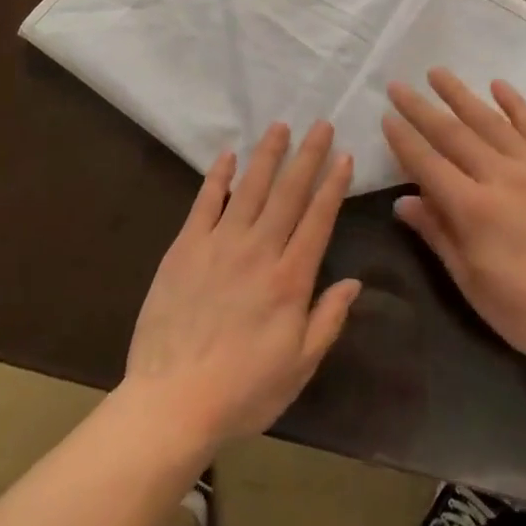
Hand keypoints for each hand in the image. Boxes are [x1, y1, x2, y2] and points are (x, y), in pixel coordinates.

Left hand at [122, 121, 360, 452]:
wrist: (172, 401)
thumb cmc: (243, 390)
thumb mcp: (299, 366)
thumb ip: (328, 320)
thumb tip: (354, 282)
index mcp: (290, 279)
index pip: (318, 219)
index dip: (333, 185)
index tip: (344, 156)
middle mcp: (259, 250)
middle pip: (288, 193)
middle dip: (307, 156)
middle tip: (320, 124)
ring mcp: (220, 243)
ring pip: (249, 187)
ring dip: (267, 155)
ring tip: (280, 126)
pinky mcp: (186, 246)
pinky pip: (205, 202)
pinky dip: (217, 177)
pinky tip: (227, 156)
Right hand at [383, 69, 525, 378]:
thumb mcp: (474, 285)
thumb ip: (438, 236)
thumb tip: (402, 201)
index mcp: (473, 210)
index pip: (427, 164)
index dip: (404, 139)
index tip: (386, 116)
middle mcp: (500, 178)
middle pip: (452, 134)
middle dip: (421, 108)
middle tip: (398, 85)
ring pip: (490, 121)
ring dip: (460, 94)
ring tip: (437, 72)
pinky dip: (515, 103)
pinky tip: (498, 85)